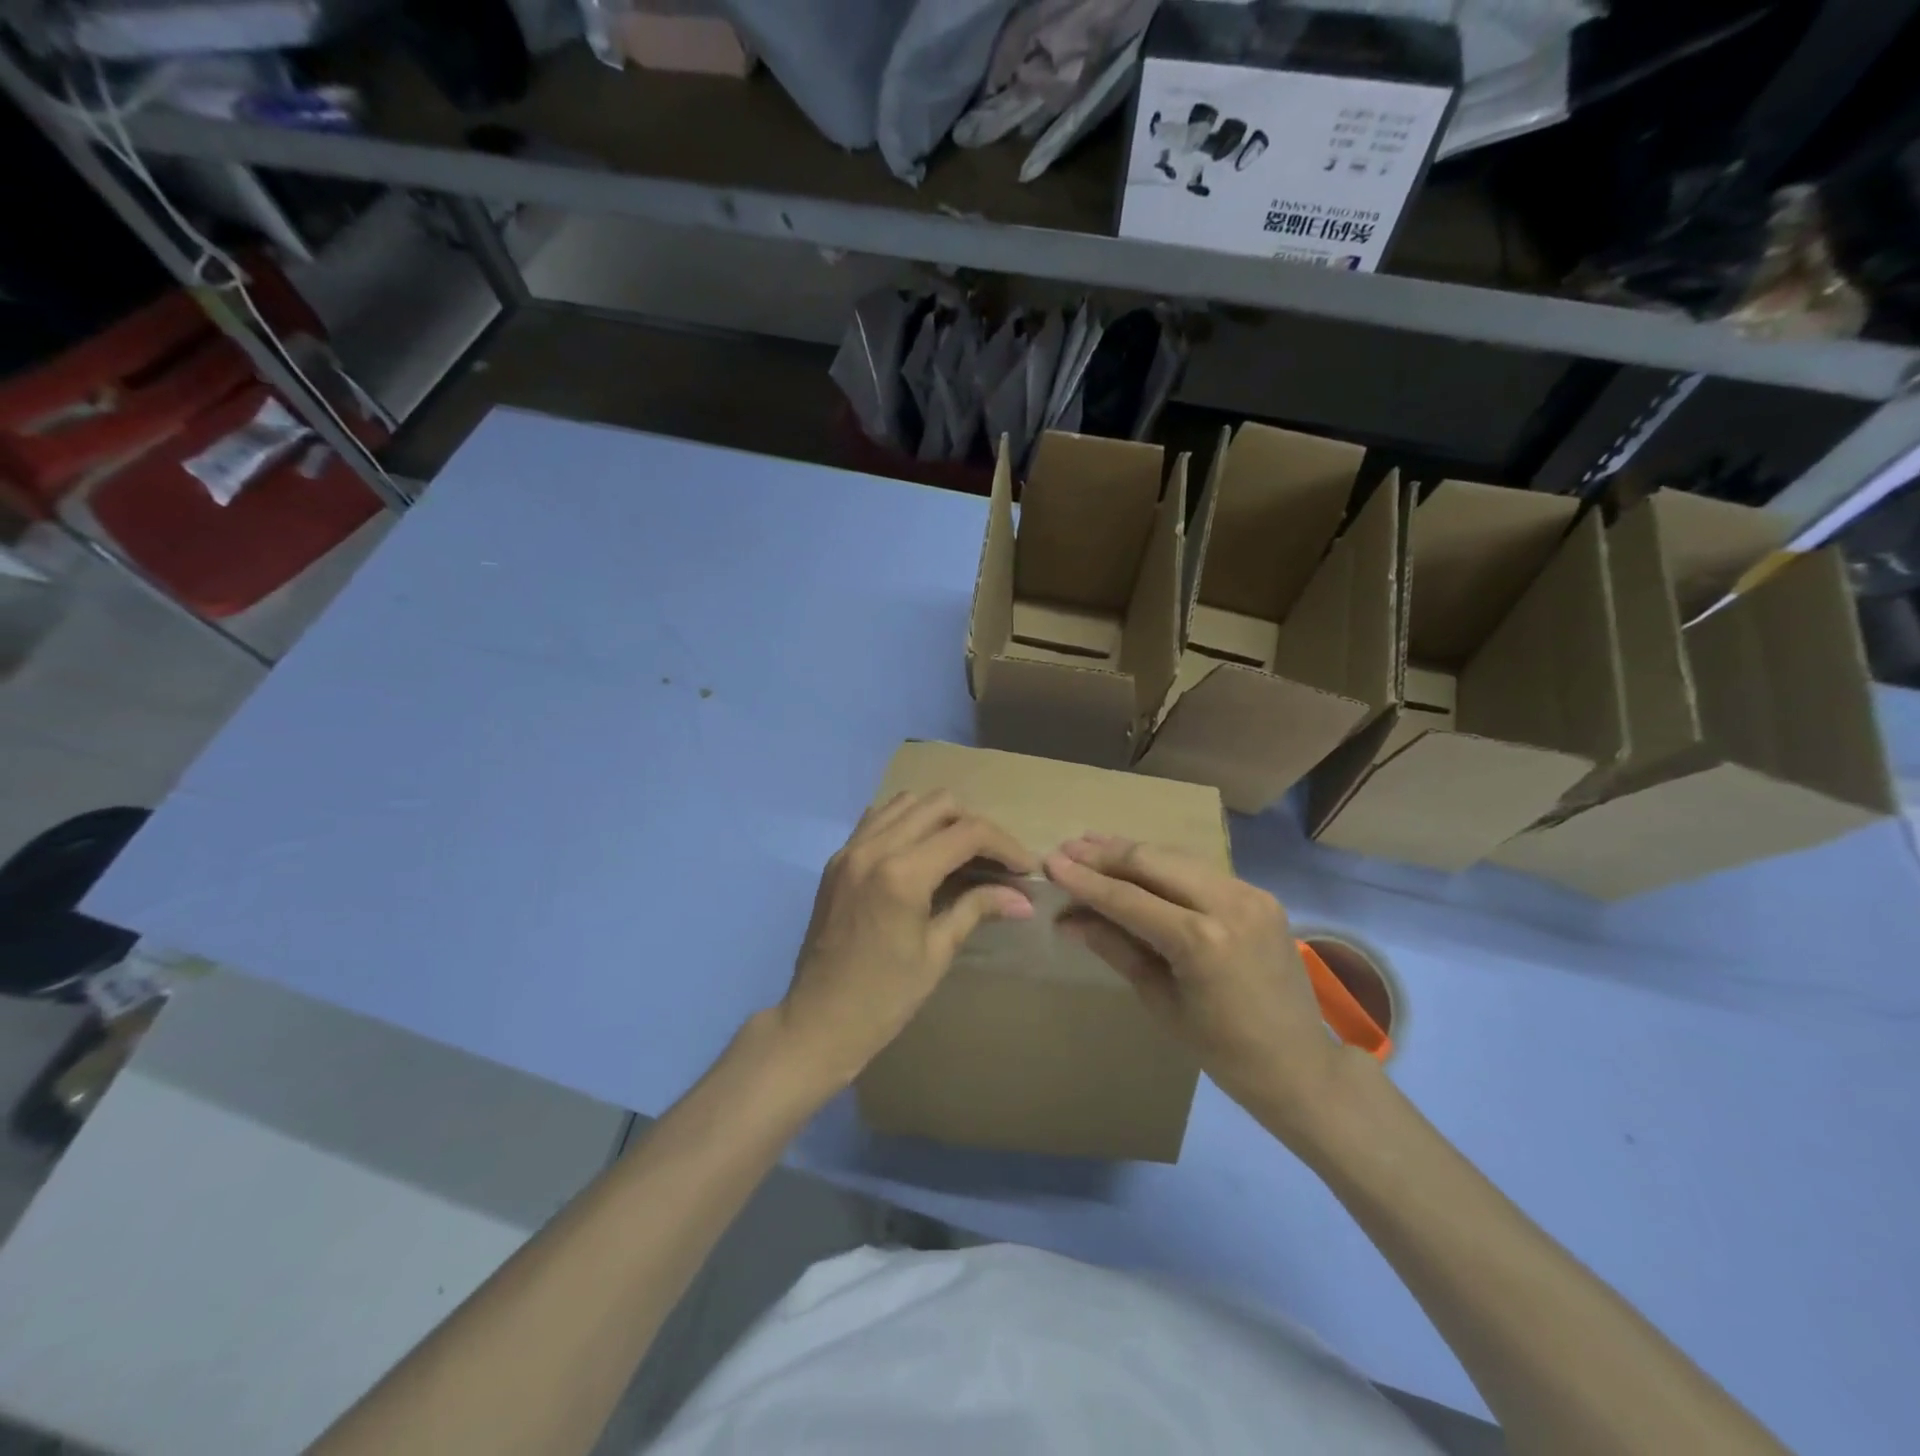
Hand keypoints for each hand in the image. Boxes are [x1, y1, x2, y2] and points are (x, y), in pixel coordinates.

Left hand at [777, 792, 1034, 1090]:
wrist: (817, 1022)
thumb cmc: (883, 998)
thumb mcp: (937, 953)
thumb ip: (977, 909)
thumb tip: (1024, 899)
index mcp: (901, 874)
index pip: (967, 833)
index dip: (1005, 845)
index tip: (1025, 868)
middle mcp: (874, 848)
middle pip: (939, 804)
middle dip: (975, 826)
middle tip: (994, 860)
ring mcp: (850, 850)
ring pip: (906, 802)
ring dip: (940, 818)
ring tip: (959, 852)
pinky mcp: (837, 859)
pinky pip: (878, 818)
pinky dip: (906, 822)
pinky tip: (920, 852)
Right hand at [1043, 835, 1344, 1141]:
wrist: (1300, 1064)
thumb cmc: (1222, 1050)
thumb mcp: (1159, 1001)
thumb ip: (1114, 948)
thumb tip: (1066, 919)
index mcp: (1201, 941)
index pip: (1128, 898)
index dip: (1085, 880)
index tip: (1050, 863)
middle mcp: (1228, 903)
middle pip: (1152, 861)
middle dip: (1104, 854)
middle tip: (1066, 849)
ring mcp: (1249, 893)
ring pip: (1175, 857)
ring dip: (1131, 852)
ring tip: (1090, 846)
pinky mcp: (1259, 893)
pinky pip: (1199, 870)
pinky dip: (1163, 864)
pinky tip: (1137, 862)